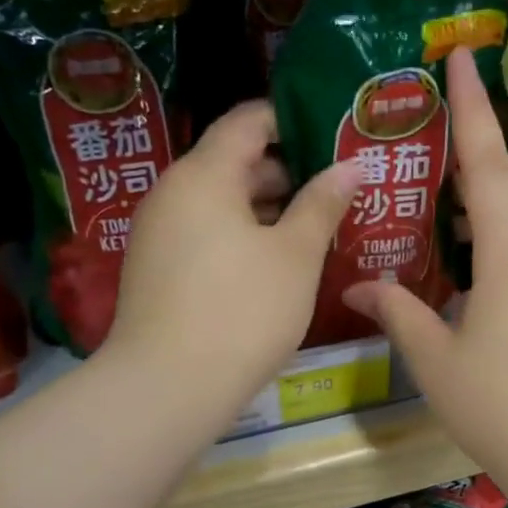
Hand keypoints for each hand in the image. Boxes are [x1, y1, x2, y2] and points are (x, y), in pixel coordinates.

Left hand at [110, 101, 358, 416]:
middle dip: (289, 171)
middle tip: (339, 186)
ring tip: (318, 225)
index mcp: (204, 175)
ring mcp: (160, 234)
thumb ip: (322, 204)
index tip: (333, 134)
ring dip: (269, 209)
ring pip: (222, 203)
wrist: (169, 387)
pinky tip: (279, 262)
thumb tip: (349, 166)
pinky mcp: (158, 270)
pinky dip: (244, 236)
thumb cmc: (243, 310)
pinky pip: (208, 234)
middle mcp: (173, 193)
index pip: (248, 121)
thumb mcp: (295, 255)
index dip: (291, 119)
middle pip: (234, 162)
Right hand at [342, 47, 507, 486]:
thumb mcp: (434, 358)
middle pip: (505, 192)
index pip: (487, 163)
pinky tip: (475, 278)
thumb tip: (355, 283)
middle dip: (473, 161)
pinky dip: (501, 252)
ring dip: (484, 216)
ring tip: (444, 221)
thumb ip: (396, 311)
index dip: (474, 107)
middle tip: (433, 147)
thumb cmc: (497, 404)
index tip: (465, 56)